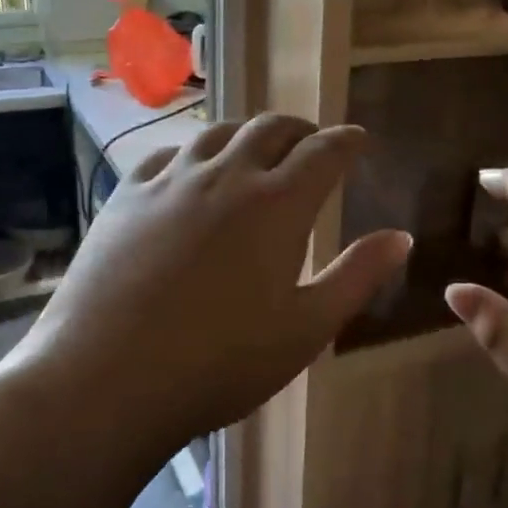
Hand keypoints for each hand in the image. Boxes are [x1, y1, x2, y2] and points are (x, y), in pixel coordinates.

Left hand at [0, 115, 411, 463]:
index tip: (358, 139)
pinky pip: (167, 154)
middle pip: (271, 130)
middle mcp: (226, 176)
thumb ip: (356, 276)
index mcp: (277, 205)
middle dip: (301, 130)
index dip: (347, 141)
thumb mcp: (306, 329)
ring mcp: (170, 181)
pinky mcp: (126, 196)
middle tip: (312, 143)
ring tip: (256, 149)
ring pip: (218, 133)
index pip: (324, 152)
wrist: (107, 378)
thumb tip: (400, 236)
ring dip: (248, 134)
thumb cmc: (220, 363)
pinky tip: (191, 169)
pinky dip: (194, 152)